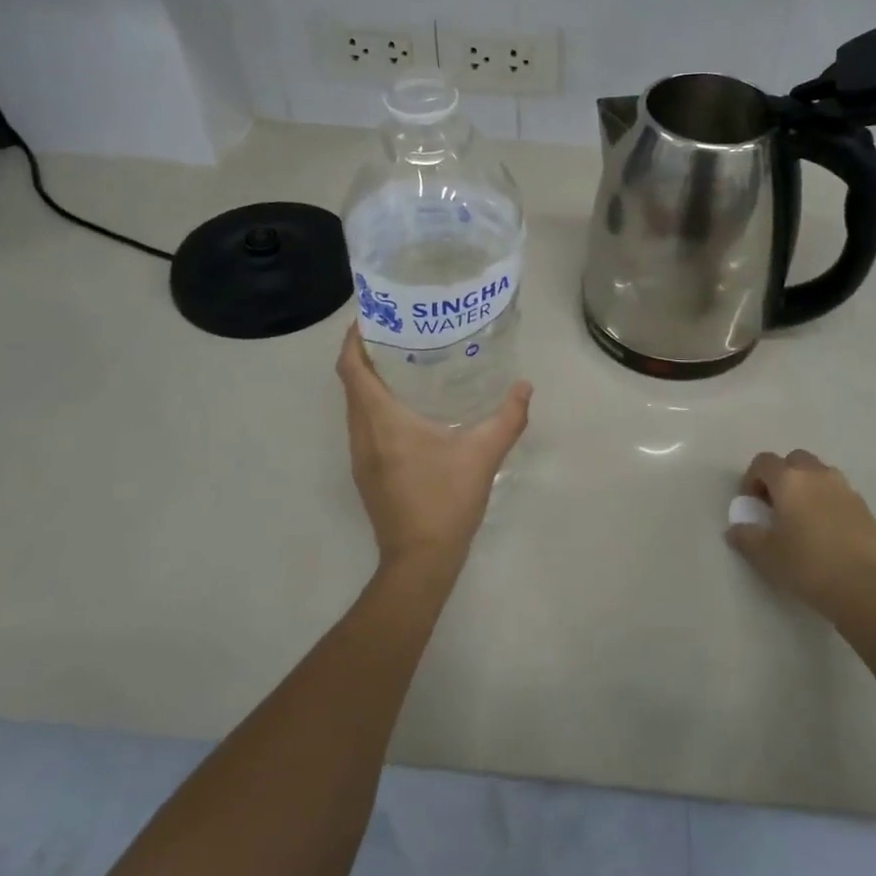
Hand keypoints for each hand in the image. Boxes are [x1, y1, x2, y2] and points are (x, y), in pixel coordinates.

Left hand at [337, 325, 532, 579]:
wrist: (420, 561)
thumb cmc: (445, 501)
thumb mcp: (483, 454)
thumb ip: (507, 417)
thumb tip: (524, 387)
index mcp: (381, 420)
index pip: (351, 367)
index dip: (355, 337)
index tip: (375, 315)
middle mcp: (362, 433)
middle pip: (351, 382)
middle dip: (368, 353)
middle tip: (403, 331)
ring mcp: (361, 455)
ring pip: (356, 405)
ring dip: (371, 380)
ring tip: (409, 362)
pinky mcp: (367, 472)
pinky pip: (364, 425)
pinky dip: (377, 405)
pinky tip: (411, 407)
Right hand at [726, 449, 875, 615]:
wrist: (866, 587)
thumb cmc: (808, 565)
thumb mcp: (766, 555)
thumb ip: (746, 537)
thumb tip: (736, 529)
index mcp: (789, 480)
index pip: (763, 462)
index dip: (752, 478)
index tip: (751, 504)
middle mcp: (817, 475)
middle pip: (794, 460)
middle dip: (782, 476)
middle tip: (777, 505)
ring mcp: (845, 489)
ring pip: (820, 473)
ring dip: (807, 486)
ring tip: (803, 518)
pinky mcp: (865, 507)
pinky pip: (839, 493)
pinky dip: (828, 502)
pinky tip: (827, 532)